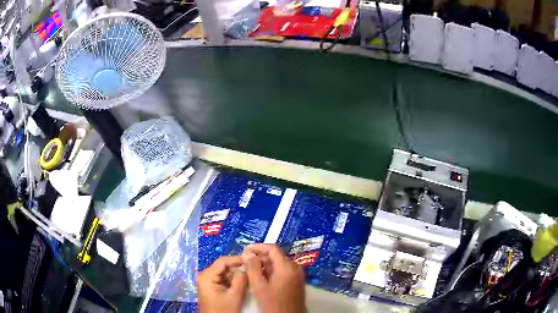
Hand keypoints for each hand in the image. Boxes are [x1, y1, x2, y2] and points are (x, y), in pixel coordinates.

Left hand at [197, 256, 247, 312]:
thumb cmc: (223, 309)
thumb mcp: (234, 296)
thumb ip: (241, 279)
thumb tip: (247, 266)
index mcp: (207, 276)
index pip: (222, 261)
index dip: (237, 259)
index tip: (251, 260)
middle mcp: (205, 275)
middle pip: (223, 267)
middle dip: (238, 268)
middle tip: (253, 268)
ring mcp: (207, 281)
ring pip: (224, 273)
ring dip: (237, 274)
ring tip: (251, 275)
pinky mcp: (211, 287)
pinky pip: (223, 279)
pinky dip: (233, 280)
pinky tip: (244, 282)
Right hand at [244, 244, 305, 312]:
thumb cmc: (273, 303)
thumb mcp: (259, 286)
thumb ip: (252, 268)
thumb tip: (248, 253)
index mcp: (287, 266)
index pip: (272, 248)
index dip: (258, 247)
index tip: (245, 250)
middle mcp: (295, 267)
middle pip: (276, 256)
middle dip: (260, 257)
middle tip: (246, 262)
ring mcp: (298, 274)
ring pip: (279, 263)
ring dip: (265, 265)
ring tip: (251, 270)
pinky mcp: (297, 281)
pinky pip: (284, 270)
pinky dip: (272, 271)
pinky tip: (262, 278)